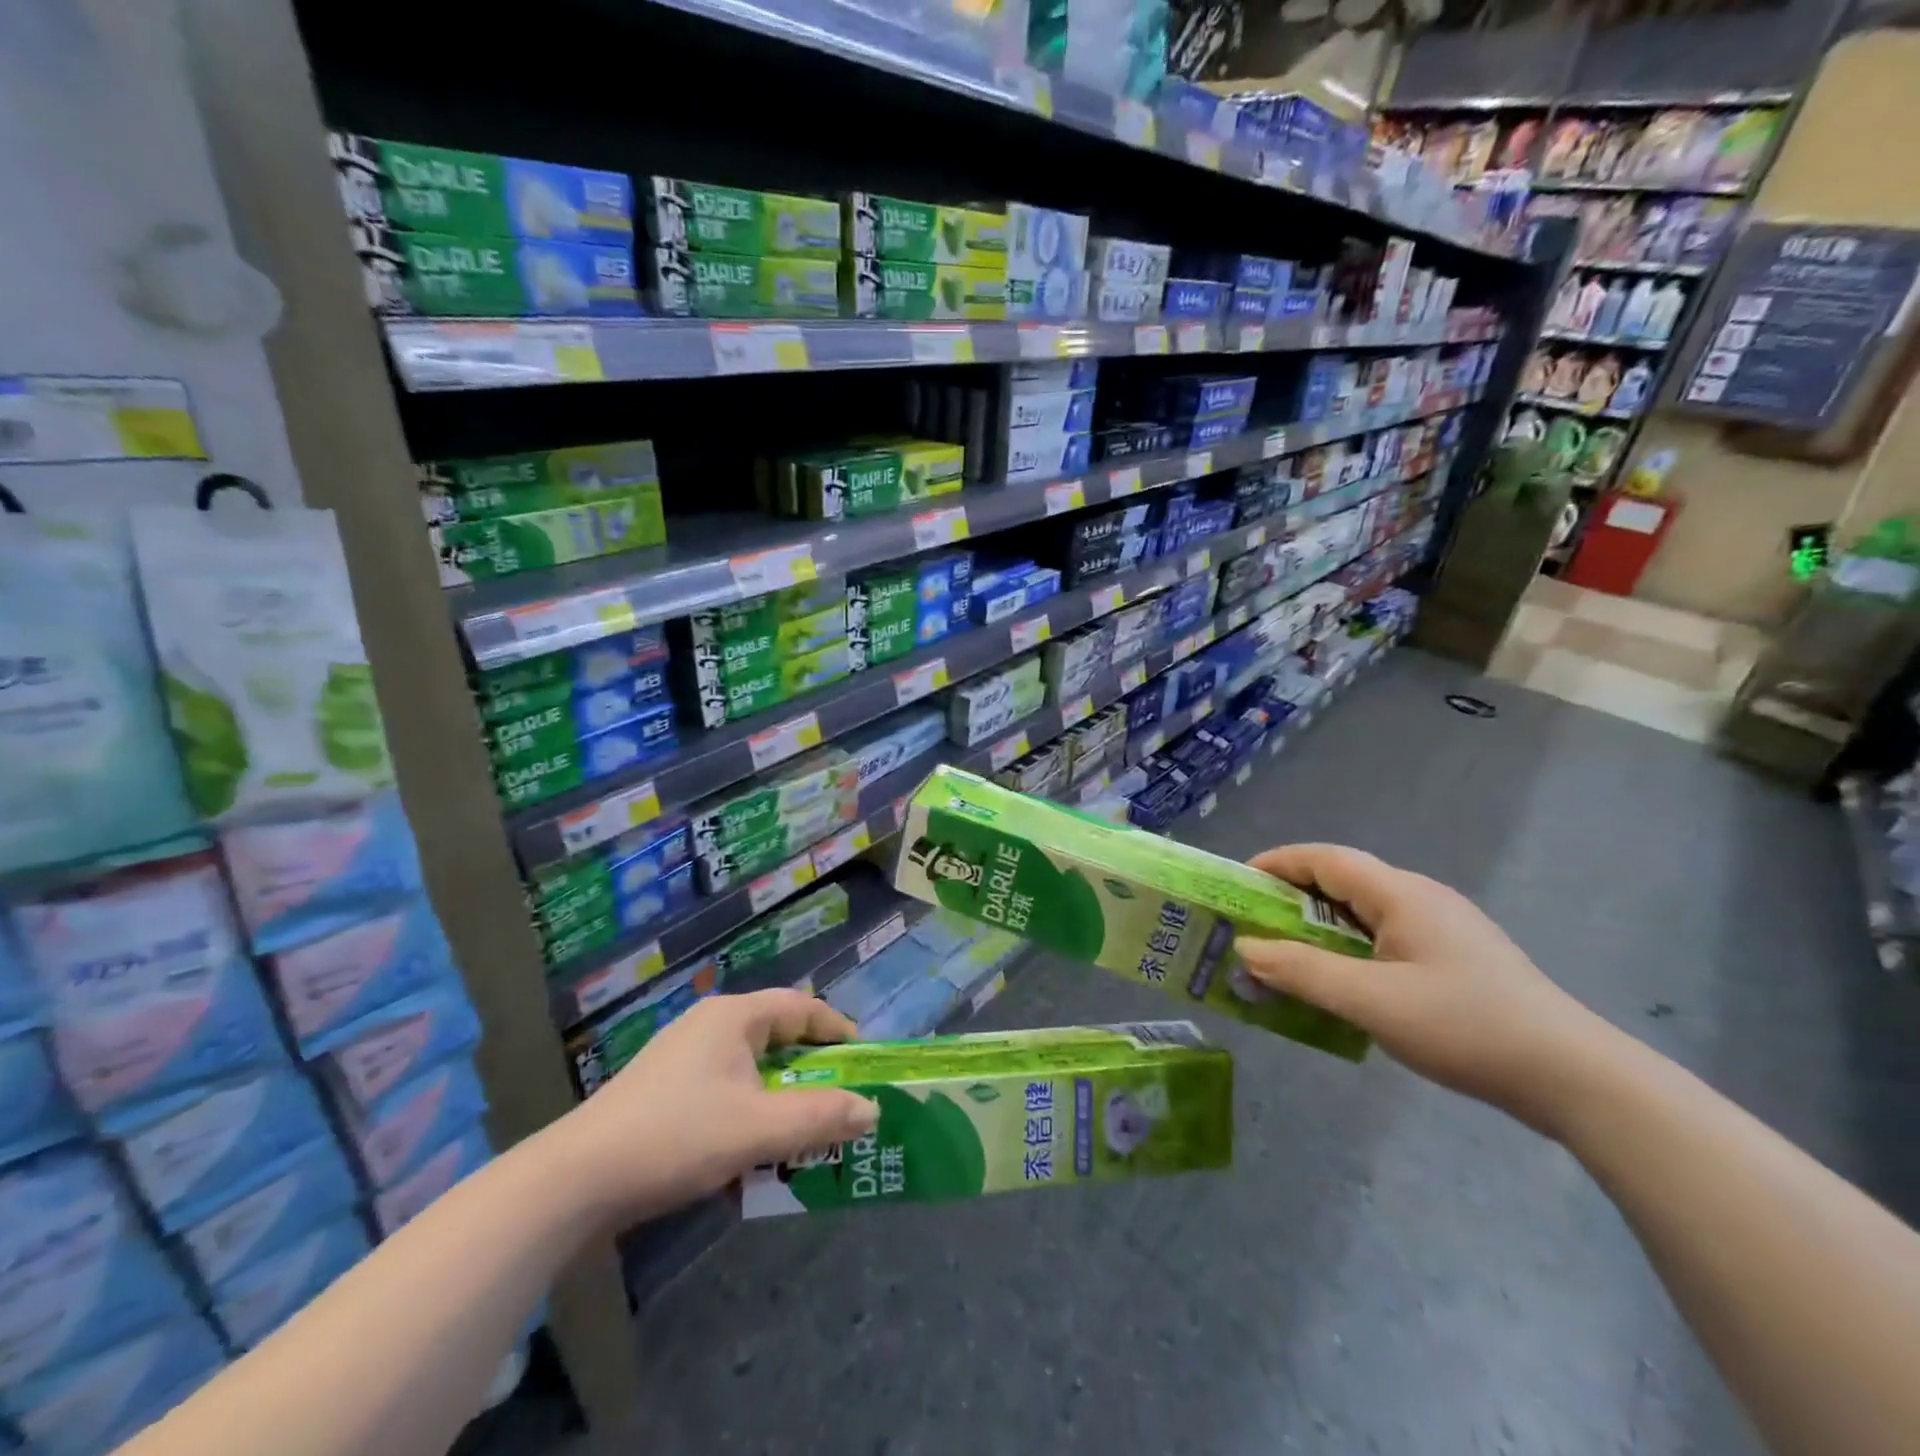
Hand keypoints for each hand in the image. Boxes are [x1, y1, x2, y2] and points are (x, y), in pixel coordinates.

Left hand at [551, 989, 878, 1225]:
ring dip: (781, 1099)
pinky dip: (749, 1115)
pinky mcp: (664, 1092)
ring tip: (804, 1134)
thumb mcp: (758, 1129)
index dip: (838, 1029)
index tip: (864, 1058)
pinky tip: (752, 1156)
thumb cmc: (677, 1137)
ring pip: (750, 1070)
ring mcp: (683, 1058)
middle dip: (812, 1071)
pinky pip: (724, 1093)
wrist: (576, 1181)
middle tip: (841, 1100)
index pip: (801, 1007)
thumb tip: (871, 1109)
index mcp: (733, 1017)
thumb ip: (819, 1117)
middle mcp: (710, 1026)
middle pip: (777, 1038)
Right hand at [1237, 844, 1624, 1136]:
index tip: (1237, 883)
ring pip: (1364, 913)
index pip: (1325, 858)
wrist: (1575, 1077)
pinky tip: (1343, 984)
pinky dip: (1349, 949)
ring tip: (1287, 958)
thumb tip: (1246, 948)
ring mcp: (1443, 928)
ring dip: (1320, 928)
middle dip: (1291, 899)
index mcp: (1400, 894)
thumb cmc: (1464, 1026)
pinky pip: (1386, 938)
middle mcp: (1421, 898)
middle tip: (1254, 926)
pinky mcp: (1456, 957)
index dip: (1277, 863)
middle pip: (1342, 882)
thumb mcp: (1371, 1001)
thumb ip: (1302, 972)